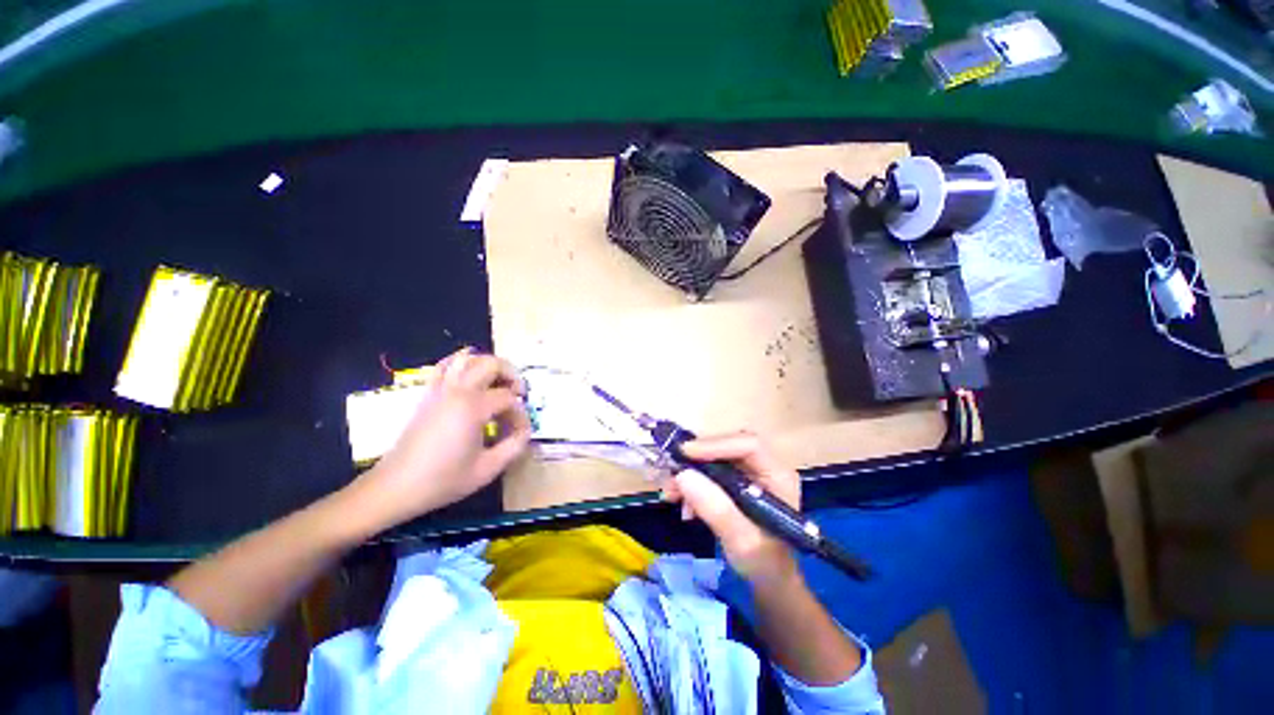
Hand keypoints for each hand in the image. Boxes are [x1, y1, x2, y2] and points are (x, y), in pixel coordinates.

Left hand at [354, 348, 531, 528]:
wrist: (395, 487)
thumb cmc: (443, 480)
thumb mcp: (488, 469)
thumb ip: (514, 446)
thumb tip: (526, 431)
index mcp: (472, 407)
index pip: (508, 399)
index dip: (520, 414)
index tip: (521, 432)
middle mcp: (457, 390)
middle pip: (491, 364)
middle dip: (512, 375)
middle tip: (519, 393)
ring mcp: (439, 389)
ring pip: (468, 358)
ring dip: (489, 365)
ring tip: (498, 382)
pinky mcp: (428, 394)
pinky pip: (445, 365)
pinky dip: (462, 363)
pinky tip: (471, 375)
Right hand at [661, 432, 799, 585]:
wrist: (768, 578)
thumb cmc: (764, 563)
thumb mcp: (742, 541)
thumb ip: (716, 509)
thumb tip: (683, 475)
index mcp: (778, 476)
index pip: (749, 445)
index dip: (716, 445)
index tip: (684, 454)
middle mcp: (764, 467)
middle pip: (728, 447)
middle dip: (698, 459)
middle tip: (672, 474)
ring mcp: (749, 472)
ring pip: (715, 457)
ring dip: (690, 472)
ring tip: (671, 494)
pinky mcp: (735, 480)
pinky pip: (709, 471)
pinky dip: (692, 483)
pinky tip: (683, 503)